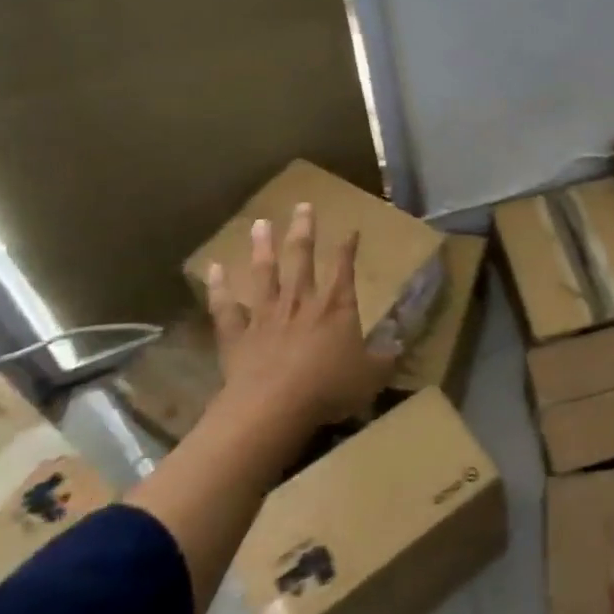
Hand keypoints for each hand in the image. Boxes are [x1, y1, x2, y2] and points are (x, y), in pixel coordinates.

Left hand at [204, 203, 395, 430]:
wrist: (272, 408)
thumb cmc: (328, 388)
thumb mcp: (372, 375)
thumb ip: (386, 357)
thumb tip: (400, 342)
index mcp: (336, 306)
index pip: (344, 267)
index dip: (348, 247)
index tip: (351, 229)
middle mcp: (301, 300)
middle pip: (301, 257)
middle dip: (304, 230)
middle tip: (302, 205)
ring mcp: (265, 315)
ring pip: (264, 272)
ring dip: (262, 247)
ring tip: (260, 223)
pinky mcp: (237, 335)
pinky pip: (225, 307)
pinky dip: (218, 288)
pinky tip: (213, 268)